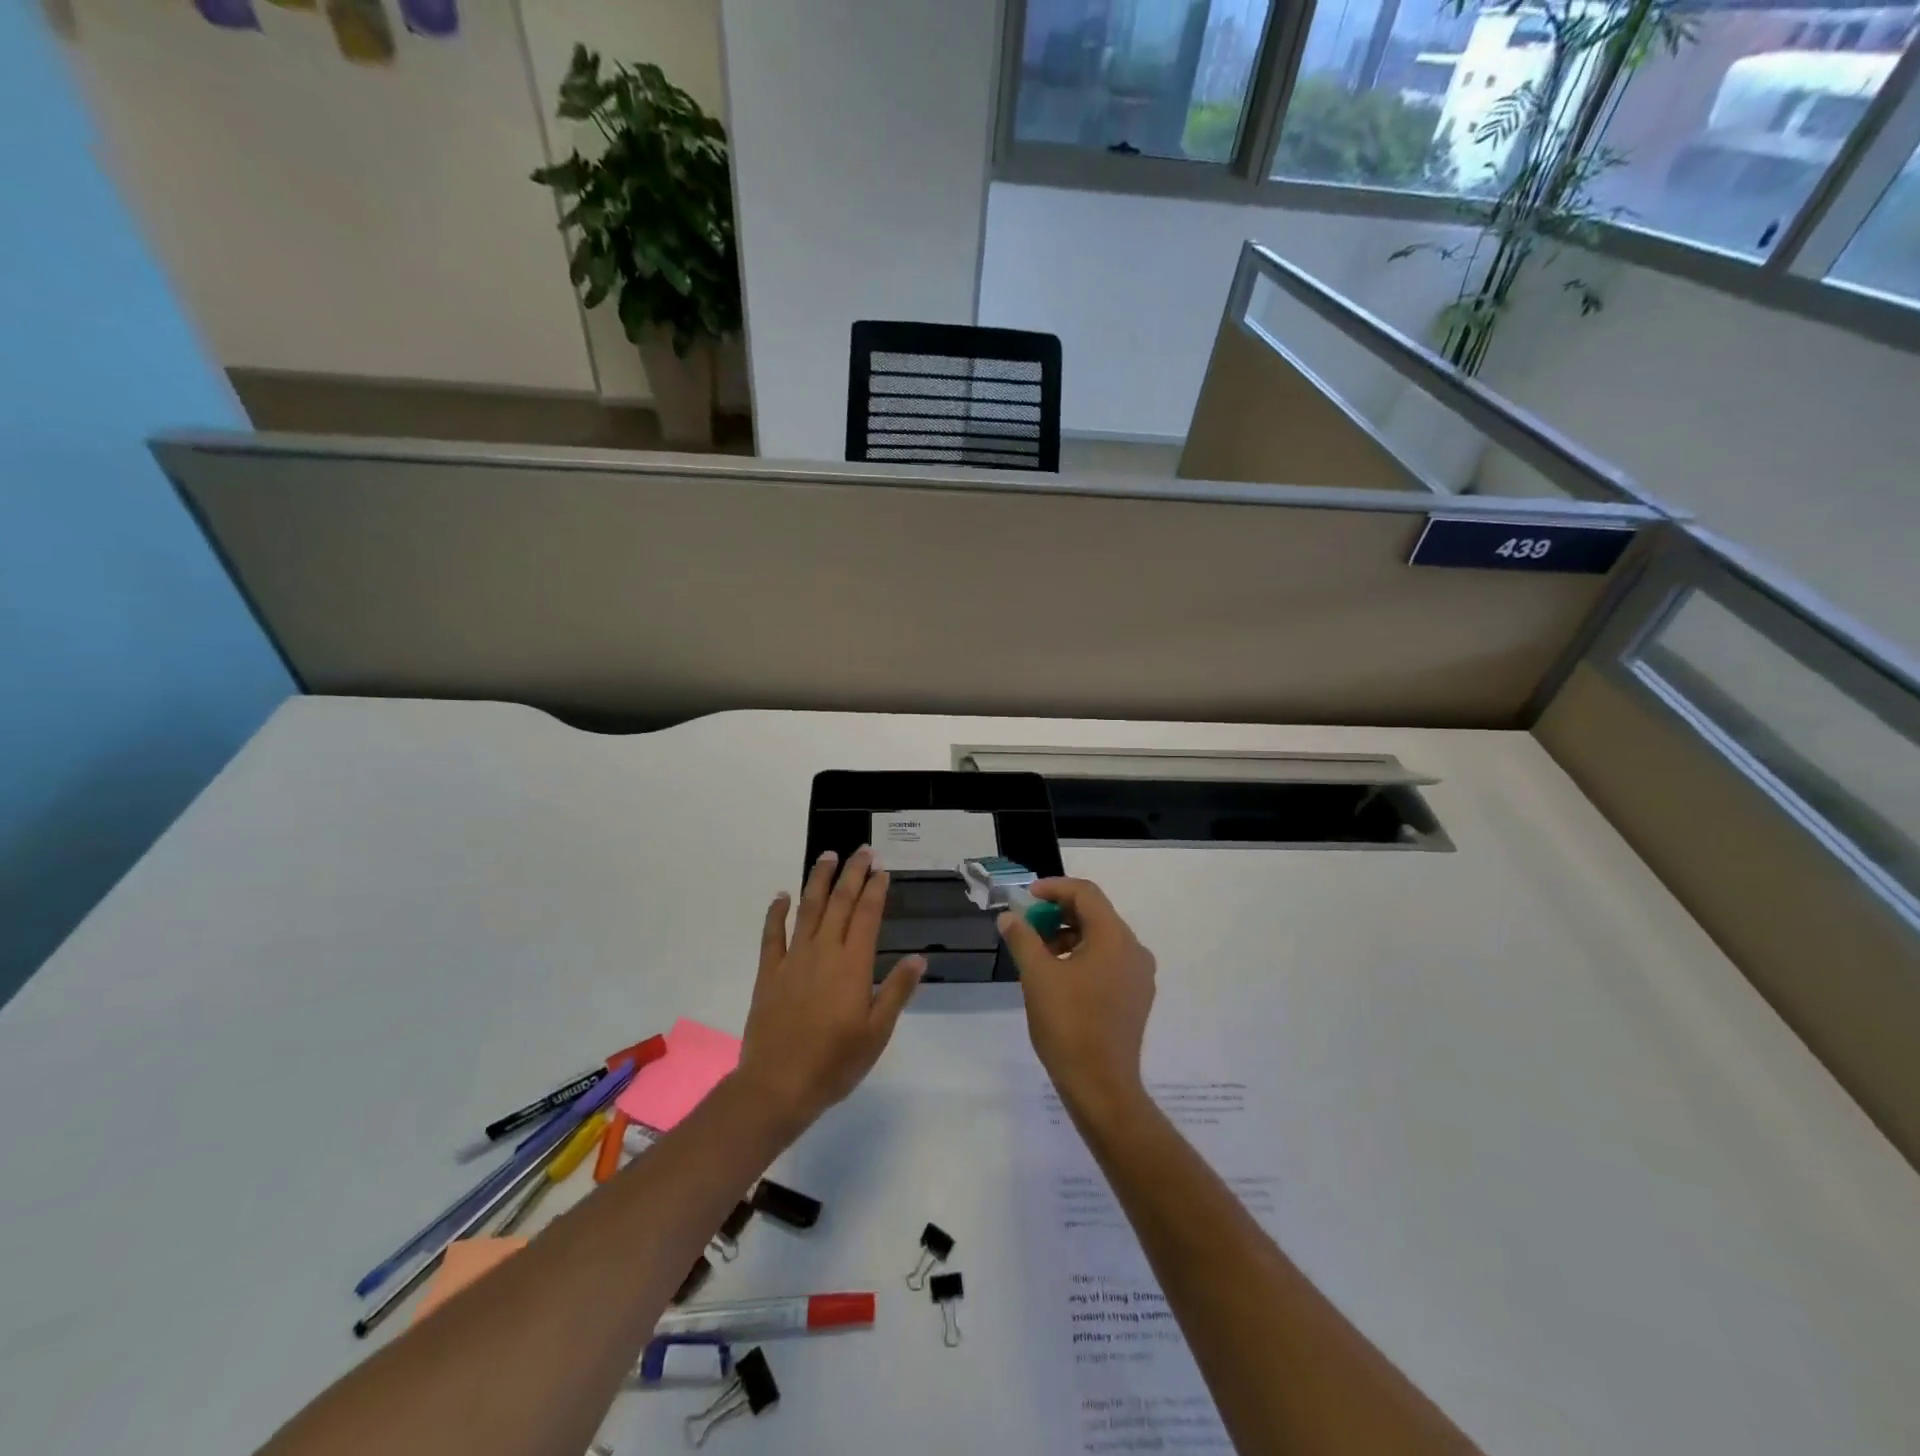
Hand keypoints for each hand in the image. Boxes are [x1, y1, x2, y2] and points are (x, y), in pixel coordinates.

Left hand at [736, 847, 923, 1131]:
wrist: (778, 1085)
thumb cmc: (835, 1063)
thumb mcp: (877, 1032)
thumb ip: (896, 991)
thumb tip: (919, 957)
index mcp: (852, 965)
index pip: (867, 916)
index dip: (876, 890)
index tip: (883, 870)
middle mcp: (823, 952)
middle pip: (839, 903)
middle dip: (853, 874)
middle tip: (862, 851)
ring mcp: (793, 960)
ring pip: (807, 909)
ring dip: (818, 880)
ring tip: (827, 856)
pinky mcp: (768, 973)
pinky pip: (772, 935)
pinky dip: (777, 912)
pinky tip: (782, 896)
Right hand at [998, 878, 1155, 1119]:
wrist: (1101, 1086)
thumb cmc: (1068, 1024)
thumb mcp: (1037, 976)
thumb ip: (1022, 938)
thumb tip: (1010, 917)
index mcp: (1114, 937)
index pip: (1085, 893)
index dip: (1053, 888)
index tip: (1026, 897)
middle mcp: (1134, 949)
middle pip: (1095, 914)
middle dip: (1059, 913)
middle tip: (1028, 923)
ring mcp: (1139, 975)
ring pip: (1102, 939)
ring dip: (1069, 935)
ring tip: (1038, 952)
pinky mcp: (1136, 997)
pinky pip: (1109, 961)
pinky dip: (1083, 956)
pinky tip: (1059, 976)